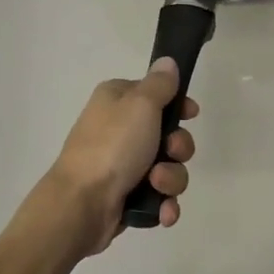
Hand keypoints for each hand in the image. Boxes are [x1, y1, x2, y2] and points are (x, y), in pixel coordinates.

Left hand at [39, 58, 197, 256]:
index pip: (156, 95)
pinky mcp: (127, 196)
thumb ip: (159, 84)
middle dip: (178, 149)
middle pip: (169, 136)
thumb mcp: (140, 105)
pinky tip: (162, 211)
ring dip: (171, 179)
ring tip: (156, 185)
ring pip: (168, 169)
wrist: (82, 203)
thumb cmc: (112, 146)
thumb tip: (167, 62)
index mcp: (117, 101)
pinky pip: (159, 197)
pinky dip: (164, 204)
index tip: (190, 114)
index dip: (178, 105)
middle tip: (170, 152)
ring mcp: (123, 166)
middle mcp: (119, 131)